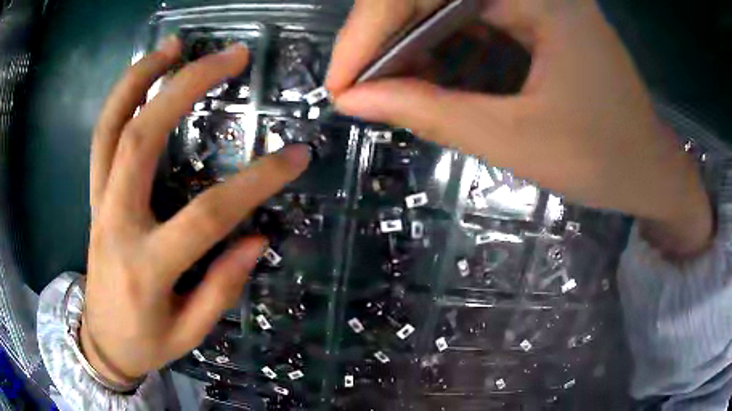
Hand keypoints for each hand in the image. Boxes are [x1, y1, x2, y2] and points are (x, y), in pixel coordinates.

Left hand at [81, 37, 310, 385]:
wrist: (103, 342)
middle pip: (141, 140)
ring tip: (176, 45)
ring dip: (141, 78)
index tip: (296, 155)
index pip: (207, 216)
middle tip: (230, 56)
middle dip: (186, 87)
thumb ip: (222, 287)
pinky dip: (121, 98)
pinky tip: (145, 74)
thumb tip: (256, 237)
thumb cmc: (147, 342)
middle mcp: (117, 224)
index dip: (256, 182)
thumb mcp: (190, 331)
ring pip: (110, 127)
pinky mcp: (94, 196)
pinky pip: (101, 137)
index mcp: (147, 267)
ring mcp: (99, 204)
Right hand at [327, 0, 711, 257]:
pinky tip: (431, 78)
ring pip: (447, 6)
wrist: (649, 169)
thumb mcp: (516, 141)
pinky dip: (442, 47)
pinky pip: (471, 18)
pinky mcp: (536, 16)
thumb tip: (355, 99)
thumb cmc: (604, 160)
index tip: (340, 83)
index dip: (369, 29)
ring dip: (411, 44)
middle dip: (386, 38)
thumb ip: (431, 113)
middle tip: (358, 88)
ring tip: (390, 89)